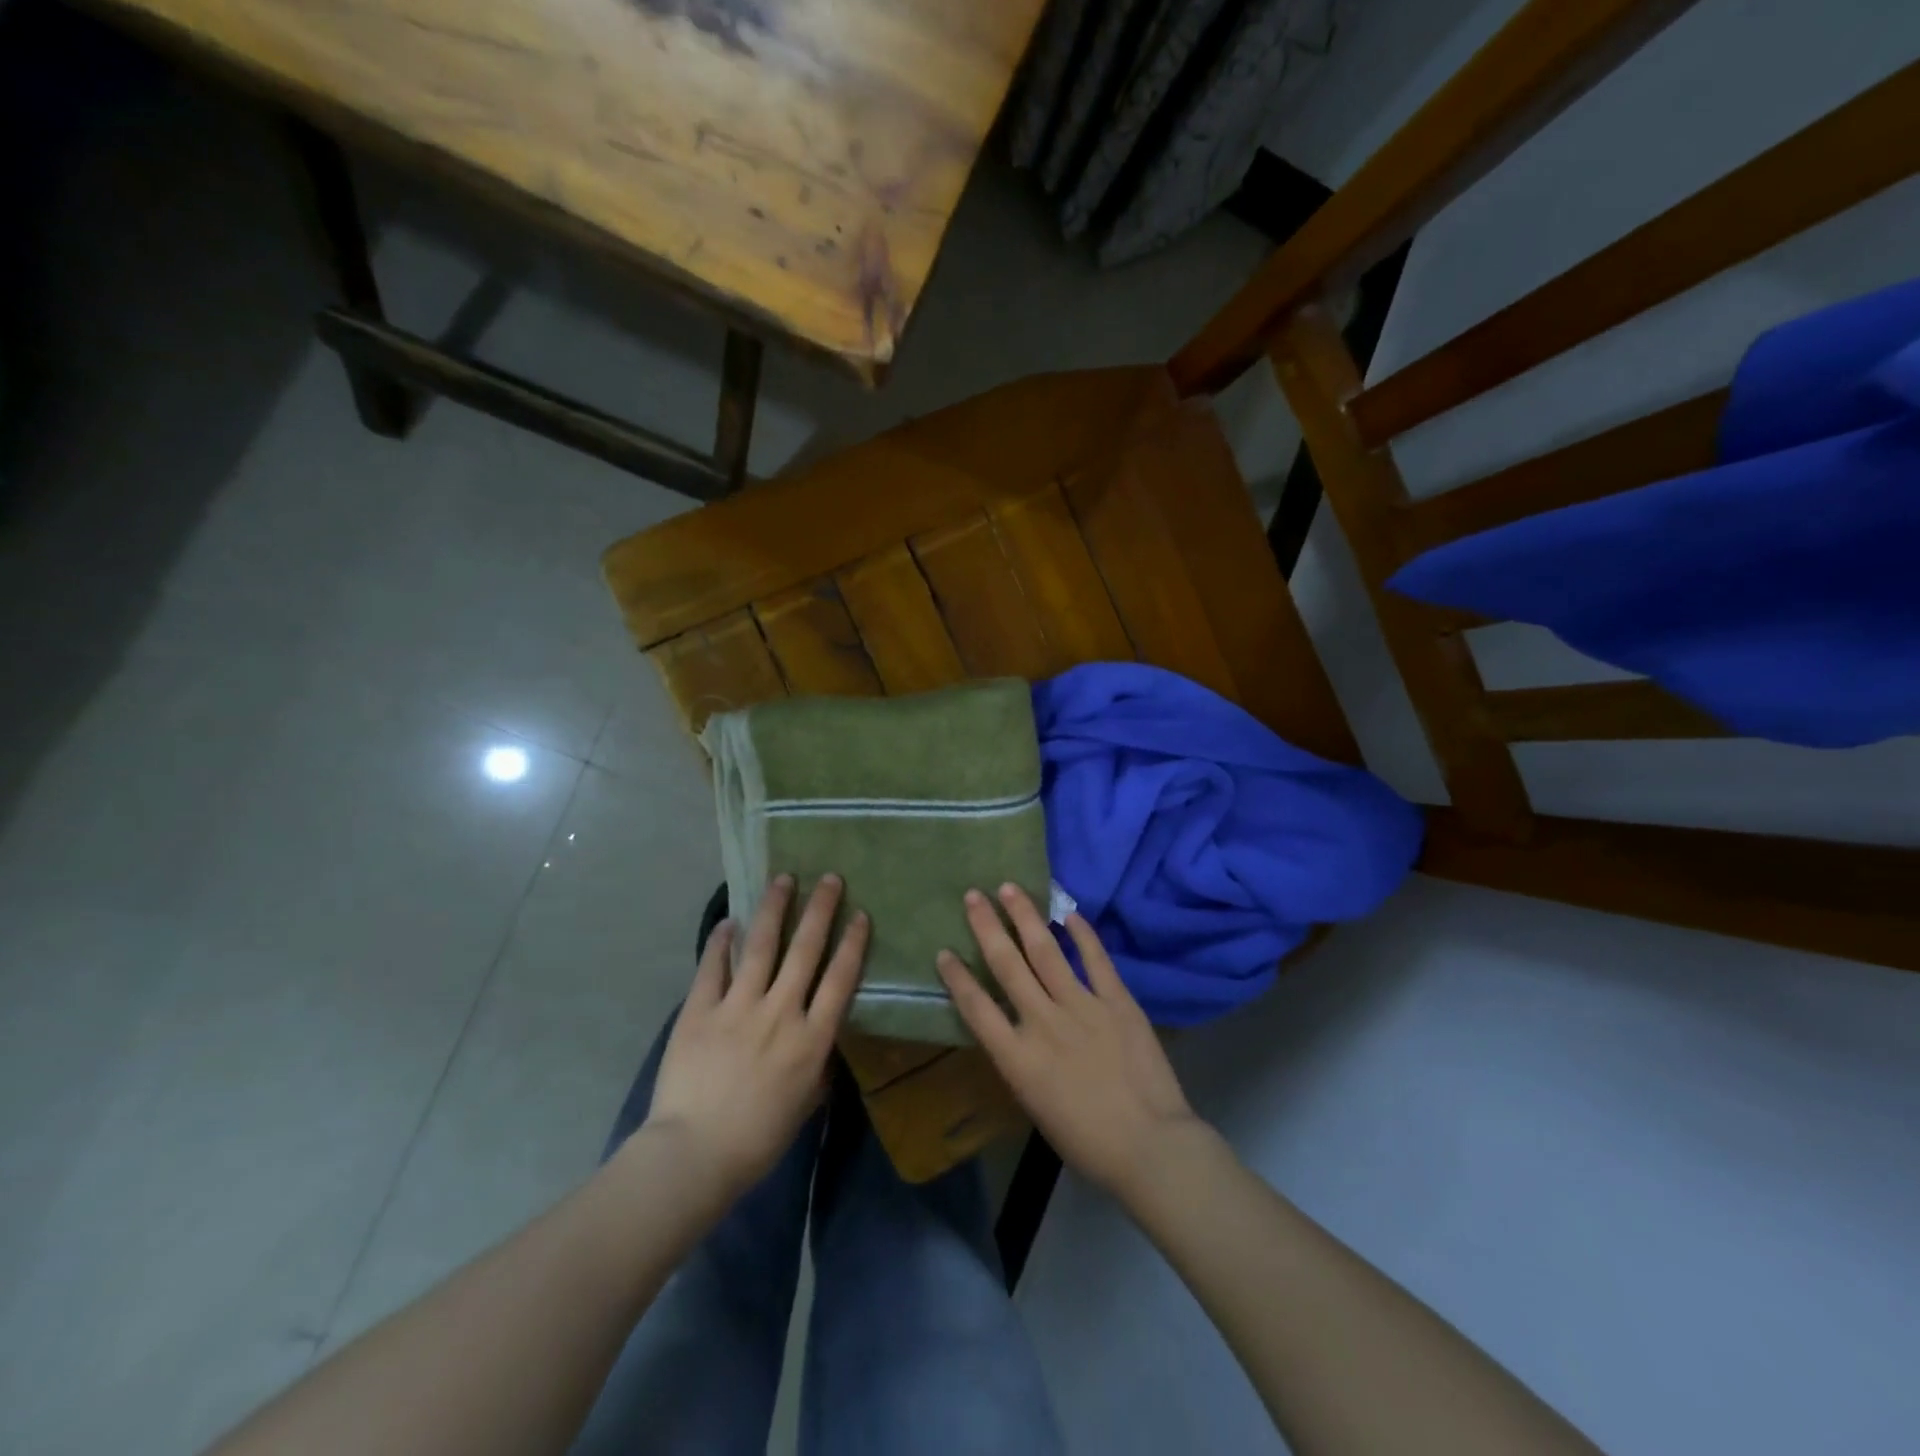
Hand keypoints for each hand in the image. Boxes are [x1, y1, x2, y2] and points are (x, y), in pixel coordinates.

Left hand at [643, 874, 867, 1199]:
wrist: (694, 1155)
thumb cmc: (758, 1138)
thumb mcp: (805, 1102)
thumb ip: (817, 1063)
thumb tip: (821, 1038)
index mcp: (811, 1038)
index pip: (840, 978)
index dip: (852, 942)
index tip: (860, 914)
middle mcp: (781, 1012)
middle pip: (805, 949)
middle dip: (821, 909)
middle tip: (830, 878)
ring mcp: (738, 1007)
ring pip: (761, 946)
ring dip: (774, 909)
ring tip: (783, 879)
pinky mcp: (700, 1010)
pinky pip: (713, 966)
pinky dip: (722, 941)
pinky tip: (729, 920)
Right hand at [937, 885, 1203, 1197]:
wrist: (1150, 1148)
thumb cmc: (1087, 1142)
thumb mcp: (1036, 1105)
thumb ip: (1022, 1061)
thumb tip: (1016, 1030)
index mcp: (1018, 1058)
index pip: (976, 1007)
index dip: (957, 977)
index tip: (944, 951)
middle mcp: (1043, 1023)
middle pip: (1007, 965)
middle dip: (986, 927)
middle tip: (972, 896)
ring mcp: (1082, 1007)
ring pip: (1046, 951)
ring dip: (1025, 916)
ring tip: (1009, 888)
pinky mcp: (1117, 1001)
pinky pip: (1096, 959)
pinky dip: (1082, 933)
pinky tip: (1068, 912)